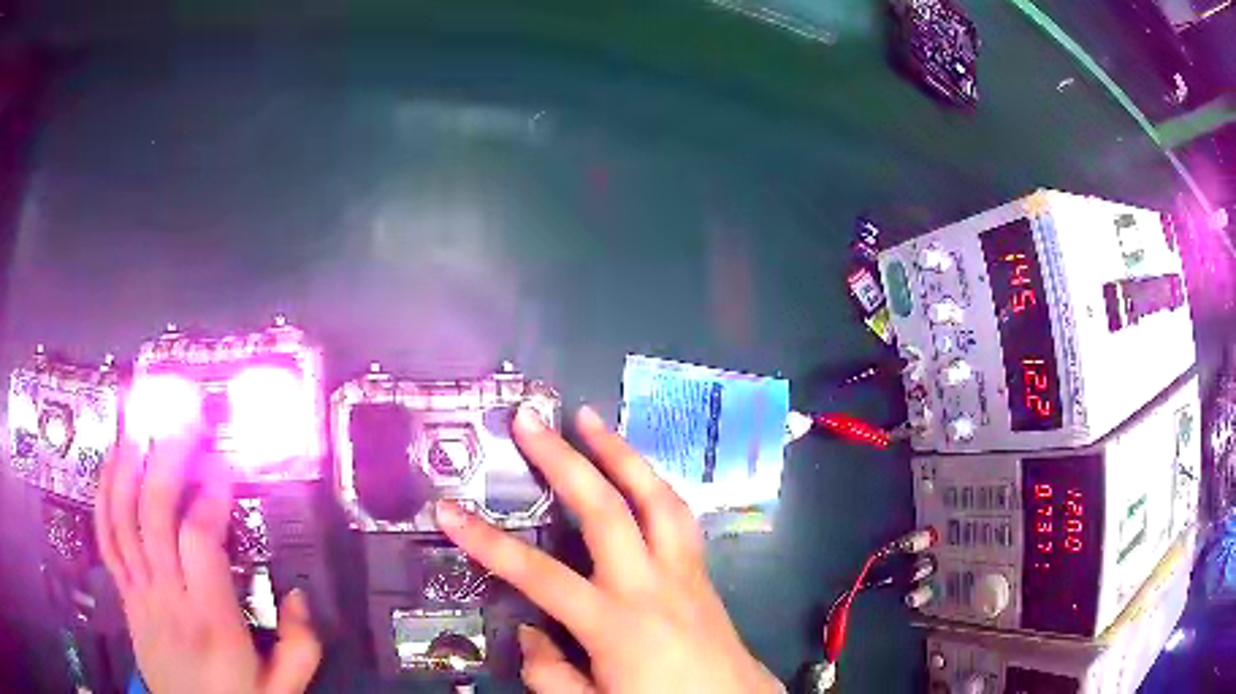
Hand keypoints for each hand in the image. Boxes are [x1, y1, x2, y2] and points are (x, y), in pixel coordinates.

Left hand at [95, 427, 321, 693]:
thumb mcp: (284, 690)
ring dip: (128, 465)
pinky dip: (103, 496)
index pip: (198, 540)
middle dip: (168, 459)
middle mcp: (167, 598)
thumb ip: (300, 646)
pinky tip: (109, 465)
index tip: (224, 466)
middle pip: (154, 514)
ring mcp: (140, 593)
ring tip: (139, 427)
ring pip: (122, 518)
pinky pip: (106, 540)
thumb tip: (297, 594)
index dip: (210, 494)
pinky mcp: (125, 596)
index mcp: (210, 621)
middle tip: (183, 423)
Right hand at [434, 406, 784, 693]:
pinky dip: (654, 483)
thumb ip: (551, 674)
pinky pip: (679, 515)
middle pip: (605, 510)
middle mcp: (650, 586)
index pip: (538, 575)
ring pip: (655, 498)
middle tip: (530, 420)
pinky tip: (637, 471)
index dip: (487, 541)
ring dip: (621, 453)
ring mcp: (683, 572)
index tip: (448, 510)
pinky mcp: (702, 571)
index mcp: (615, 625)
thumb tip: (529, 632)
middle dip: (563, 460)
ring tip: (591, 419)